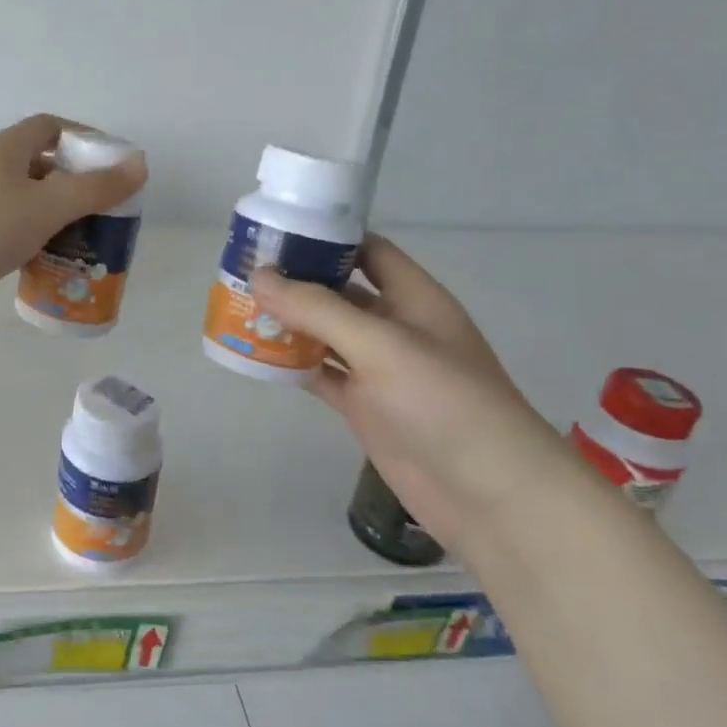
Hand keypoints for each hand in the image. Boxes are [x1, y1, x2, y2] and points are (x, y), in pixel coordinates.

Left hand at [0, 115, 145, 383]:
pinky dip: (36, 238)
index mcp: (5, 149)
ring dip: (58, 215)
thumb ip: (95, 188)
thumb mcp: (46, 206)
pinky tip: (54, 260)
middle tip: (107, 209)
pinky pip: (13, 228)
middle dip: (77, 183)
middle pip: (42, 165)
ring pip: (28, 201)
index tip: (114, 165)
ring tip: (89, 238)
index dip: (85, 139)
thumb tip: (140, 165)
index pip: (51, 127)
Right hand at [249, 238, 571, 552]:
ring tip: (238, 308)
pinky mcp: (365, 406)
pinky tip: (256, 356)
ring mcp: (379, 369)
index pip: (368, 252)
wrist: (488, 494)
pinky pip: (321, 374)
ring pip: (325, 335)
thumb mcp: (381, 344)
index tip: (276, 233)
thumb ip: (318, 309)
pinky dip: (291, 364)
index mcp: (413, 298)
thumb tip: (260, 275)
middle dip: (297, 282)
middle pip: (340, 292)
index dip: (327, 239)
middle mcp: (395, 327)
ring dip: (288, 323)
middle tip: (243, 271)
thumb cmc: (443, 402)